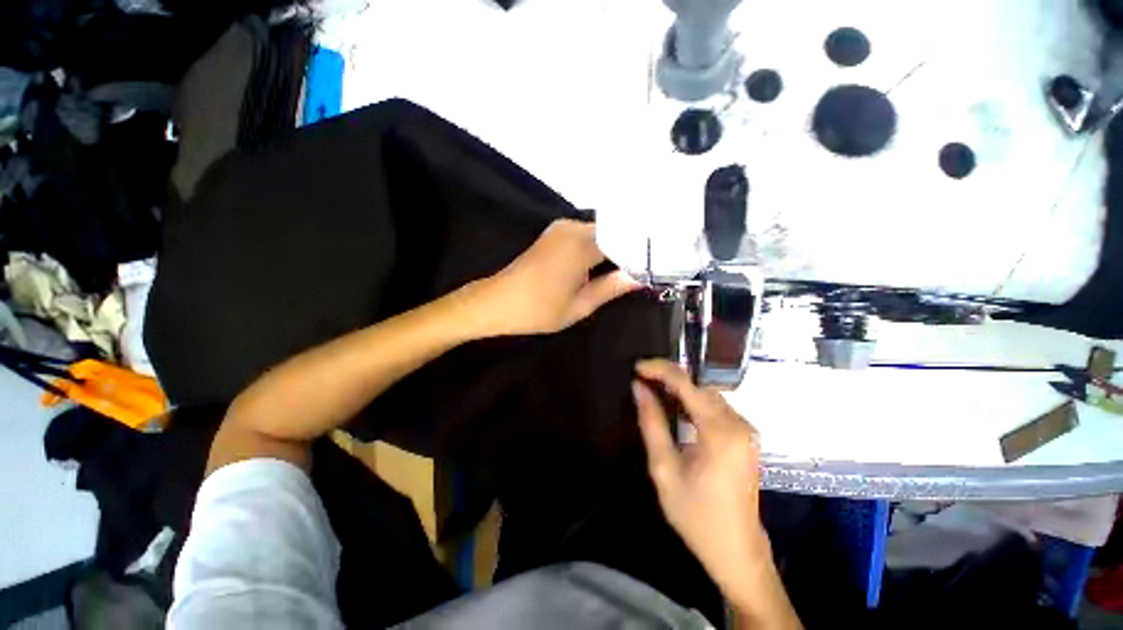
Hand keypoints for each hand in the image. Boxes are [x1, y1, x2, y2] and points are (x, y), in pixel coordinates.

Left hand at [470, 219, 638, 335]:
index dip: (643, 252)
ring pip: (601, 233)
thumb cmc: (538, 310)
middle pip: (615, 232)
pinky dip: (599, 247)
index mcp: (582, 245)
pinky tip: (607, 263)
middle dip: (631, 249)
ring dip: (616, 248)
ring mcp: (561, 228)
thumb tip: (640, 277)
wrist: (496, 302)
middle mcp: (573, 228)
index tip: (659, 264)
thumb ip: (612, 288)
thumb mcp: (580, 305)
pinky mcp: (554, 234)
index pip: (626, 239)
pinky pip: (586, 236)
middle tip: (649, 267)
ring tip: (633, 266)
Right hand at [633, 359, 771, 607]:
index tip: (637, 367)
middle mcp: (739, 424)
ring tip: (652, 387)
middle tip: (642, 377)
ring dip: (681, 387)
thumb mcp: (664, 469)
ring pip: (708, 393)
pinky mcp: (745, 437)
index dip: (660, 370)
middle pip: (700, 385)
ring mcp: (746, 430)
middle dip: (669, 376)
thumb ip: (651, 423)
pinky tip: (675, 406)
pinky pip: (716, 407)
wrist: (736, 551)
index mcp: (720, 432)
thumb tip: (639, 388)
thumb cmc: (696, 515)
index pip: (687, 384)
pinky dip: (693, 400)